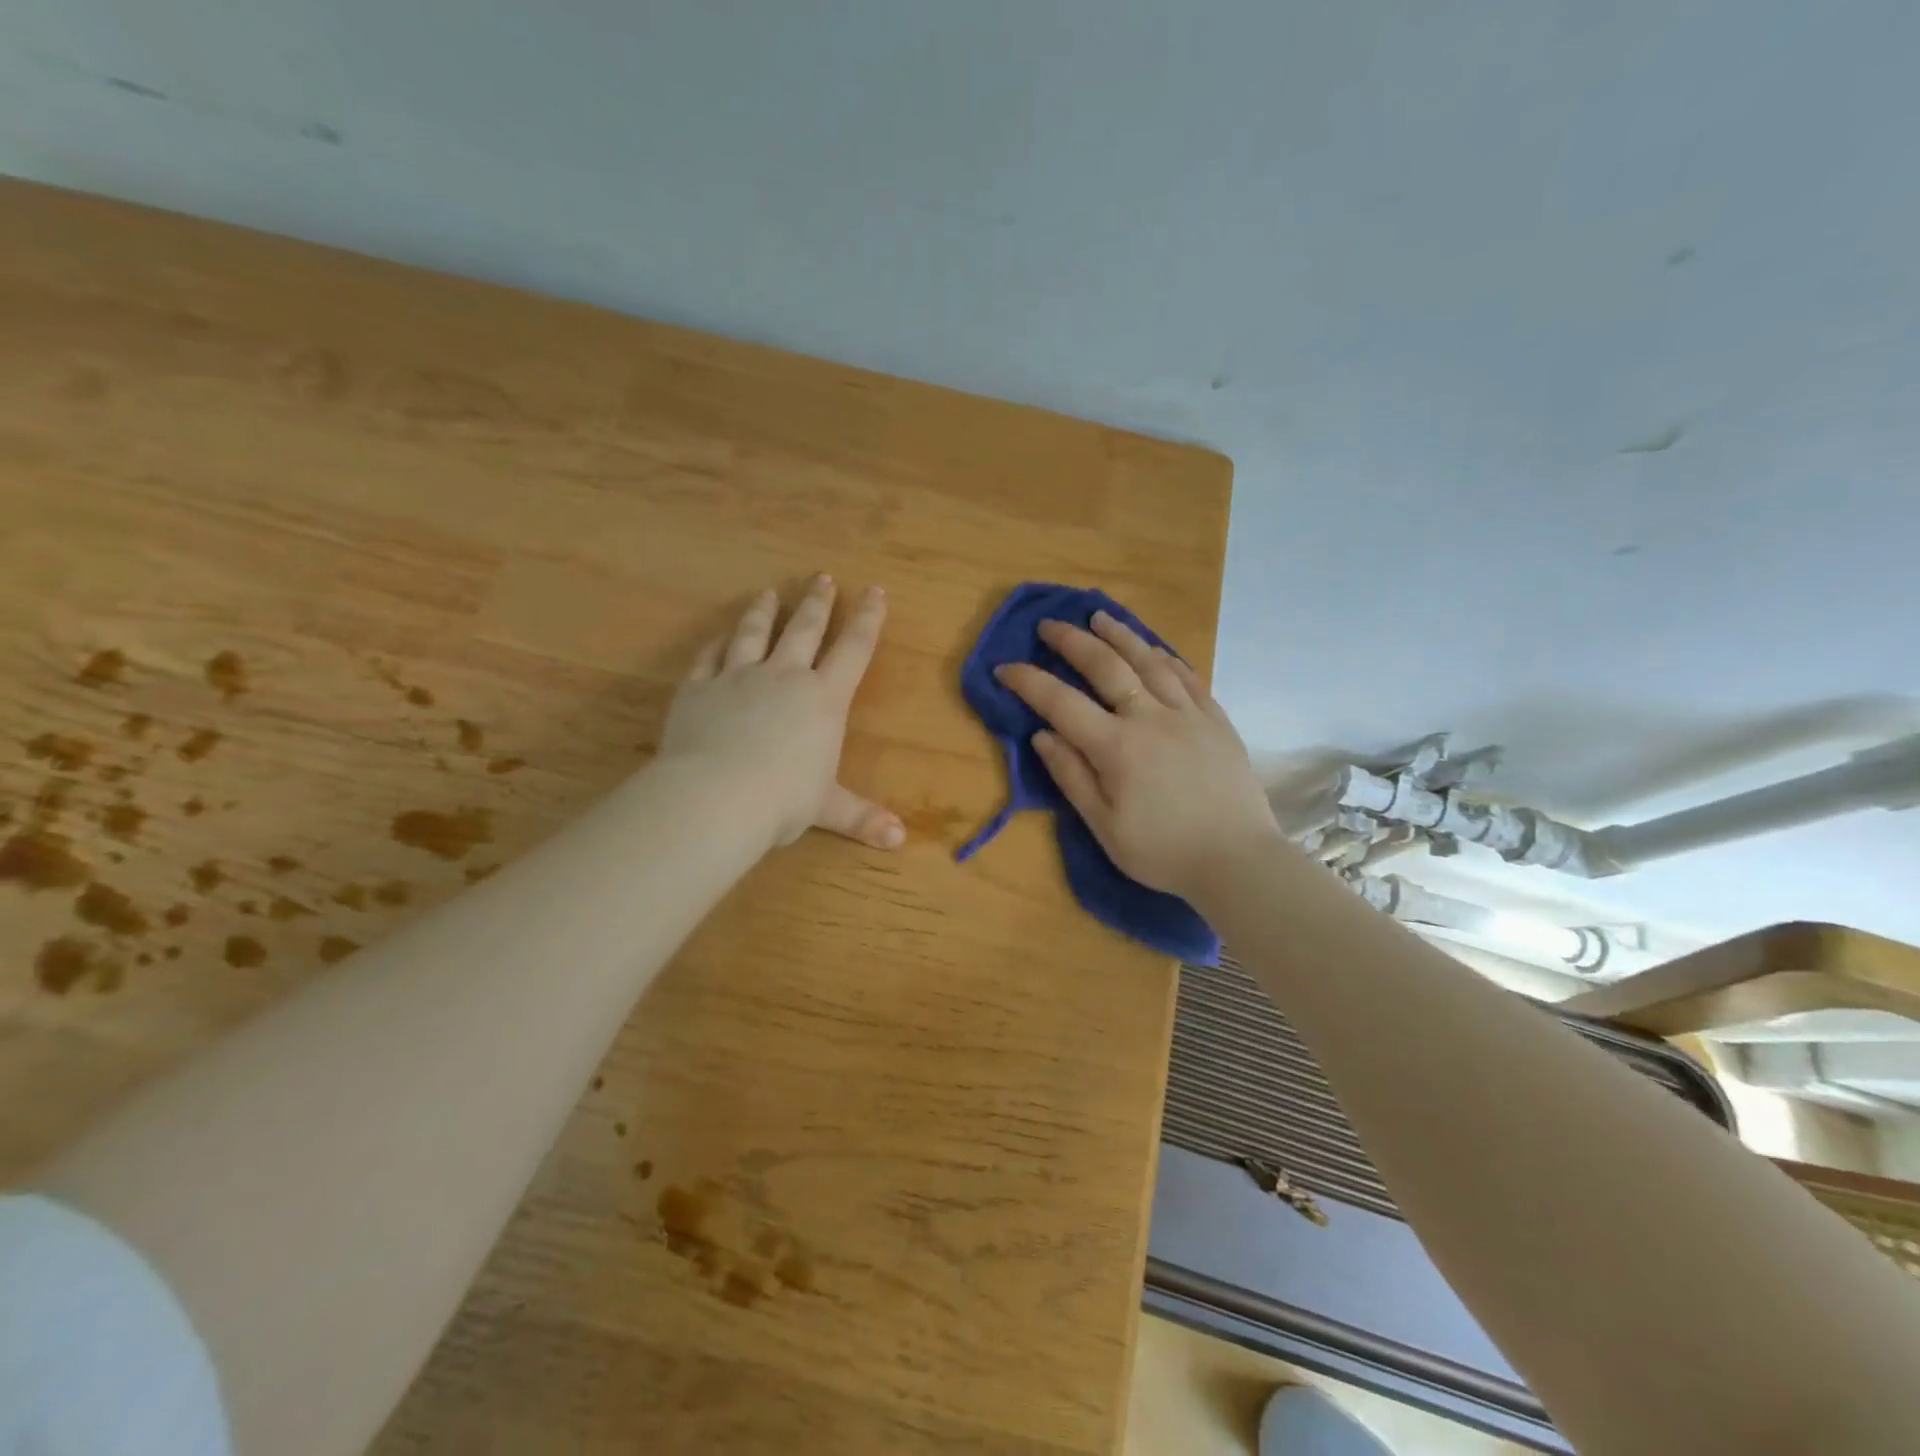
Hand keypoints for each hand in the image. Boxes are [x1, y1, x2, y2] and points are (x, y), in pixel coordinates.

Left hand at [660, 575, 903, 852]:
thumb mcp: (827, 808)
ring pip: (754, 633)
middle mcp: (784, 677)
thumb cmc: (783, 800)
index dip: (868, 619)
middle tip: (822, 577)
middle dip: (818, 602)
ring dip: (765, 611)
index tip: (875, 591)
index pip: (854, 650)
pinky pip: (709, 656)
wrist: (716, 795)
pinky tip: (720, 634)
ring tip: (769, 592)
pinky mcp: (698, 688)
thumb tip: (900, 840)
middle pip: (805, 629)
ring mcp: (738, 677)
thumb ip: (862, 817)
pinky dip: (717, 642)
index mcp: (823, 699)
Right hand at [995, 611, 1278, 901]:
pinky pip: (1187, 676)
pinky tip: (1153, 649)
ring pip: (1149, 660)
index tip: (1004, 668)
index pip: (1061, 702)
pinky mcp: (1216, 720)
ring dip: (1120, 634)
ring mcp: (1188, 714)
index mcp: (1117, 747)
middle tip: (1050, 625)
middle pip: (1106, 666)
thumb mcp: (1104, 826)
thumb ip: (1071, 776)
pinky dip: (1164, 657)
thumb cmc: (1163, 852)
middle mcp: (1151, 718)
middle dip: (1072, 641)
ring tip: (1099, 616)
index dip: (1028, 681)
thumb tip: (1042, 735)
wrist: (1238, 861)